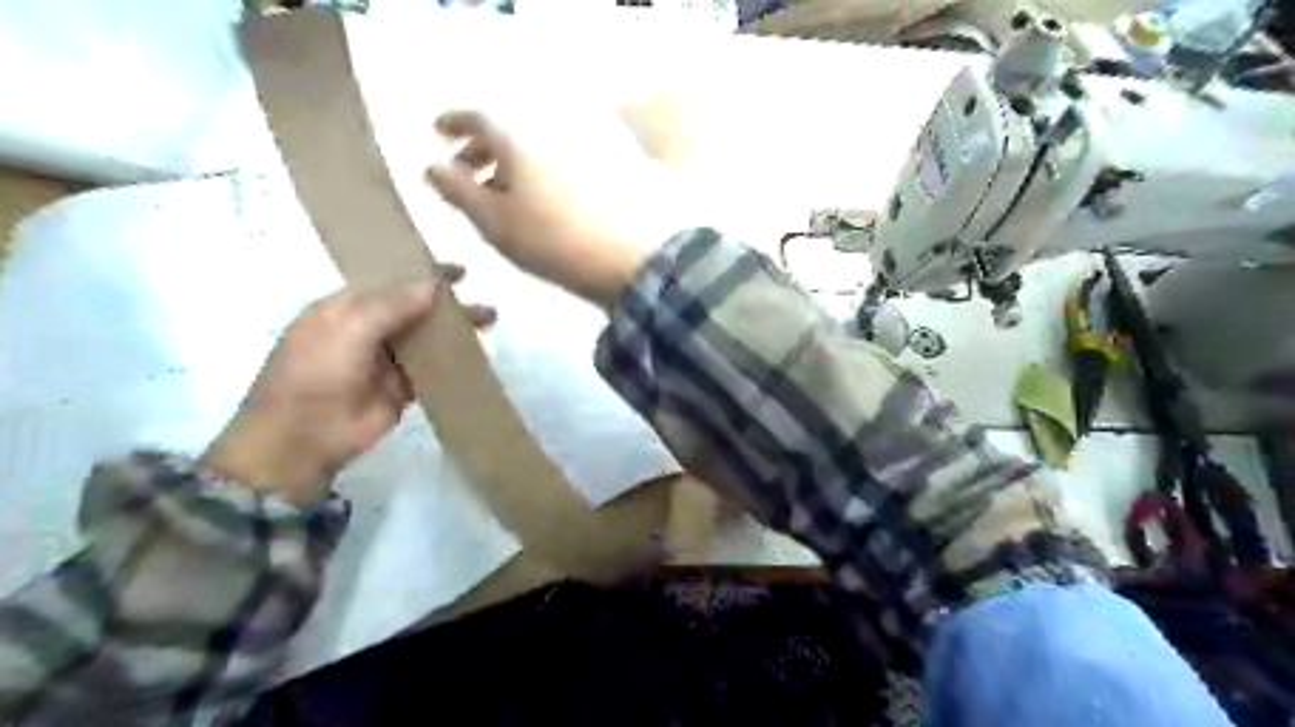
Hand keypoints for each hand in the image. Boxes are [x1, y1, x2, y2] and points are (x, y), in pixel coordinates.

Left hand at [203, 264, 496, 500]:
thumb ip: (392, 305)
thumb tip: (433, 285)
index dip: (423, 274)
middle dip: (447, 303)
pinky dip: (453, 360)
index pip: (391, 282)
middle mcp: (368, 329)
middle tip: (482, 303)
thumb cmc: (317, 372)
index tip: (460, 272)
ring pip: (427, 337)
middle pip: (415, 309)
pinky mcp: (402, 388)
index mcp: (347, 308)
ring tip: (489, 322)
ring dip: (455, 329)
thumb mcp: (349, 328)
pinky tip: (477, 353)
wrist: (304, 436)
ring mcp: (386, 360)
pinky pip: (433, 368)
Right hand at [429, 107, 652, 306]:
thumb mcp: (492, 219)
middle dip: (477, 151)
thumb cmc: (550, 239)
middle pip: (506, 135)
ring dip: (505, 169)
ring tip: (493, 200)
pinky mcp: (600, 180)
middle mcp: (549, 138)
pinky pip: (553, 170)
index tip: (436, 133)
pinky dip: (533, 180)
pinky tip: (531, 207)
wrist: (626, 258)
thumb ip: (457, 190)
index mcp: (518, 139)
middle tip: (462, 176)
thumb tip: (432, 165)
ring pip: (530, 155)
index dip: (453, 122)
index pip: (478, 117)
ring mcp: (580, 157)